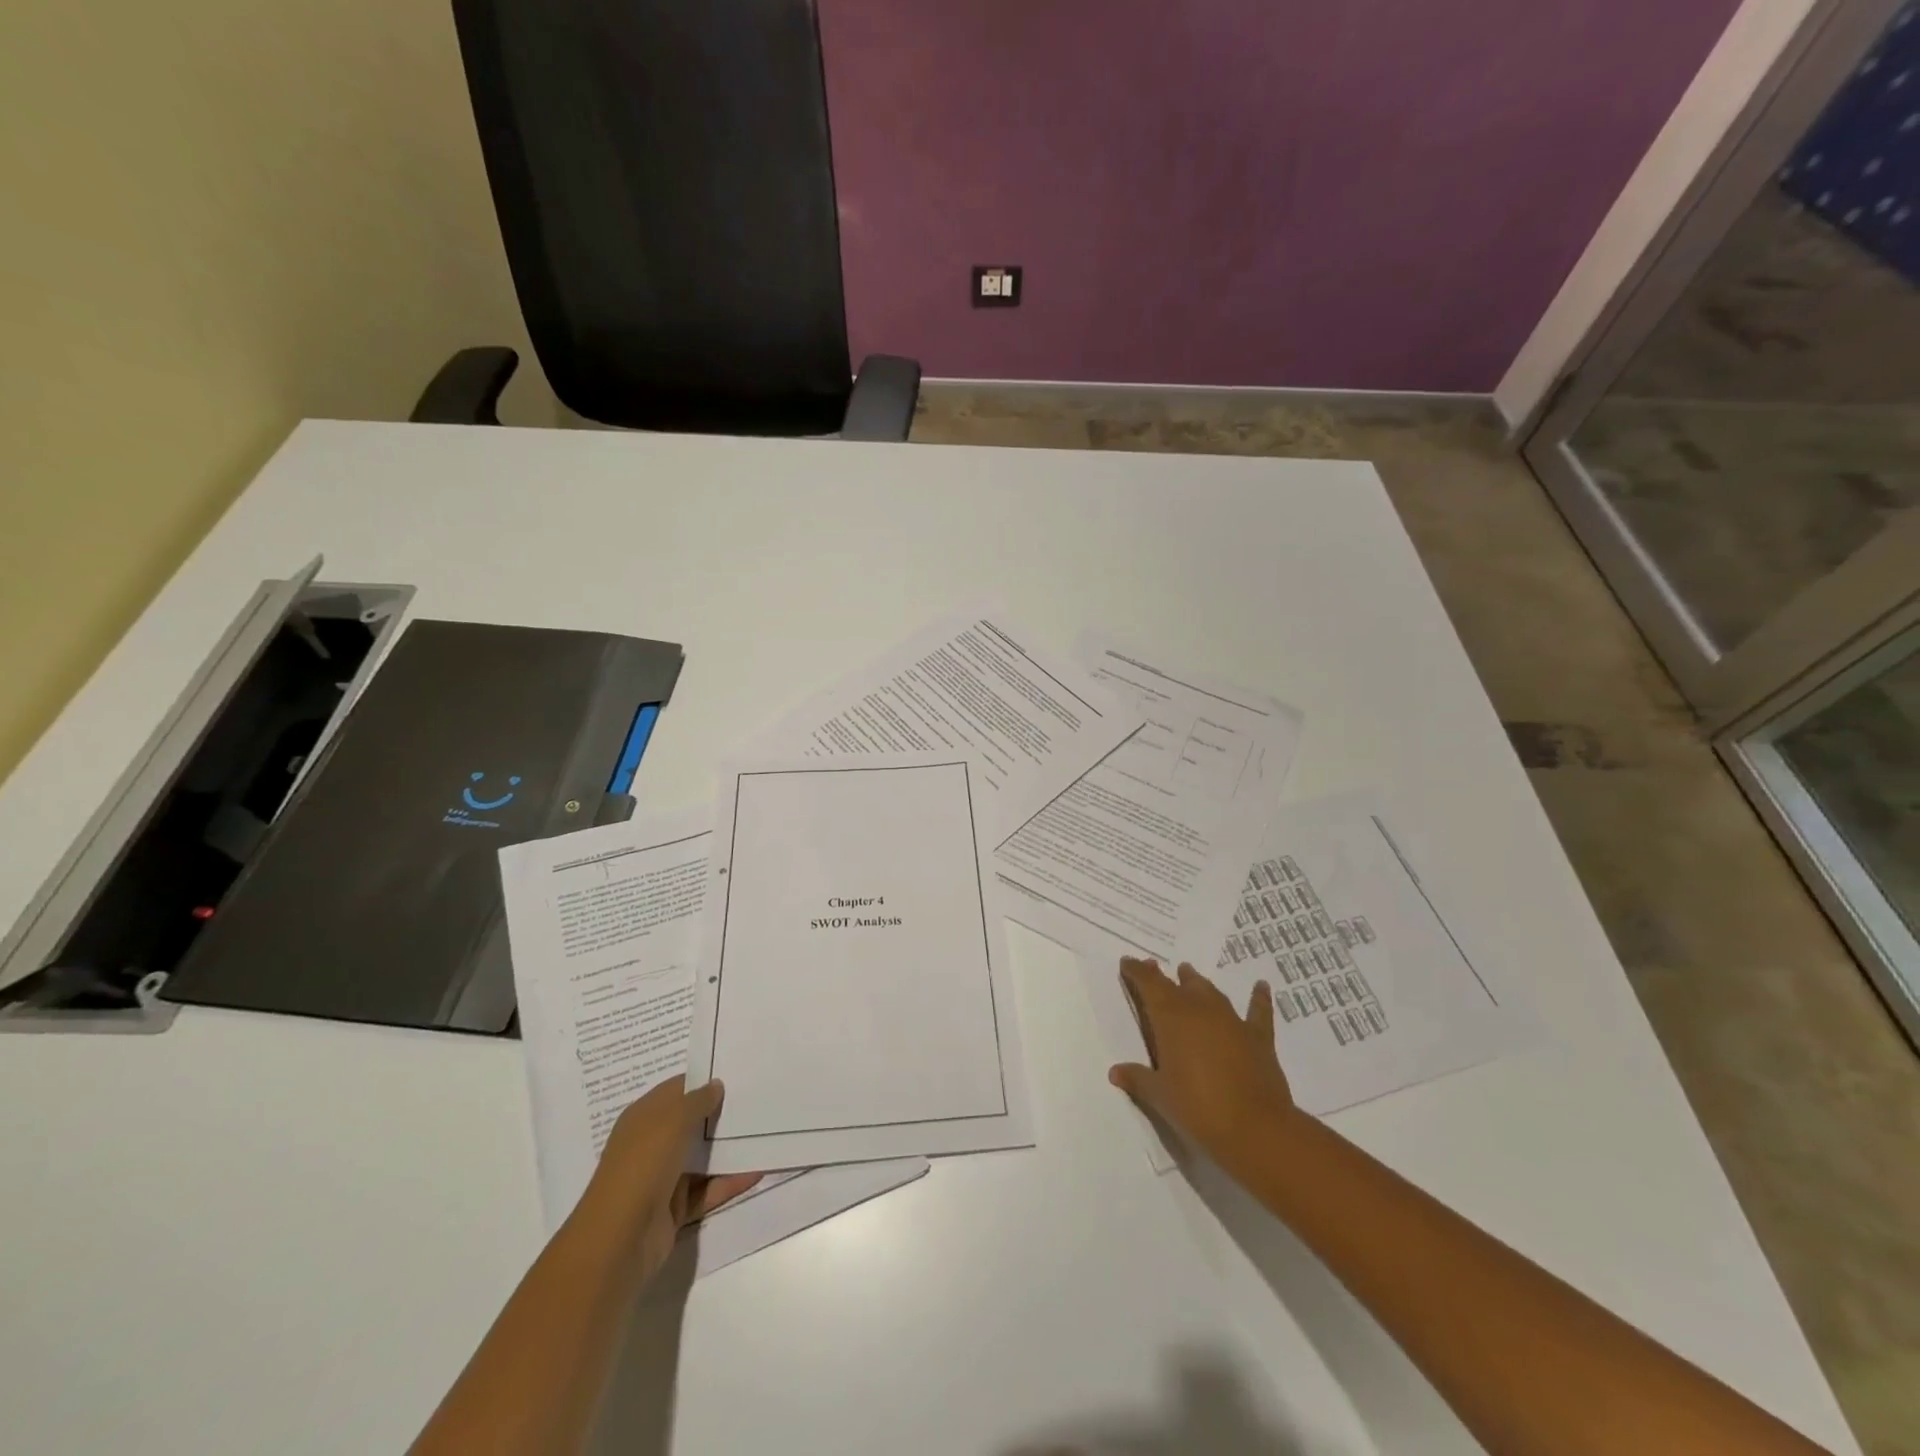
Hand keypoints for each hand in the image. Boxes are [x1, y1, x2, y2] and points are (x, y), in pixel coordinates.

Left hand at [578, 1076, 761, 1280]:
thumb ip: (698, 1100)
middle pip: (691, 1124)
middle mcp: (652, 1145)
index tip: (738, 1073)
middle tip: (758, 1099)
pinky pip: (708, 1190)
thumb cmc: (643, 1165)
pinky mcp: (675, 1209)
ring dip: (729, 1149)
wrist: (619, 1240)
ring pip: (702, 1158)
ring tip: (764, 1132)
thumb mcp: (673, 1120)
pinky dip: (730, 1182)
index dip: (704, 1080)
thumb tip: (716, 1084)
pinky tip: (758, 1170)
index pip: (677, 1091)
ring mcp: (663, 1179)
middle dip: (721, 1113)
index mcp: (644, 1118)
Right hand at [1108, 957, 1296, 1172]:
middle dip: (1162, 977)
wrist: (1255, 1128)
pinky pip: (1258, 1011)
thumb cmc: (1197, 1108)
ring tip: (1188, 973)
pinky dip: (1259, 998)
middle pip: (1177, 985)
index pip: (1149, 985)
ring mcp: (1231, 1021)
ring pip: (1210, 992)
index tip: (1128, 962)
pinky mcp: (1257, 1037)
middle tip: (1152, 968)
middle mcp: (1199, 1010)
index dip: (1137, 971)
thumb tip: (1115, 1072)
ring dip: (1197, 982)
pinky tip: (1262, 986)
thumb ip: (1137, 1079)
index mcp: (1171, 1018)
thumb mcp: (1159, 1096)